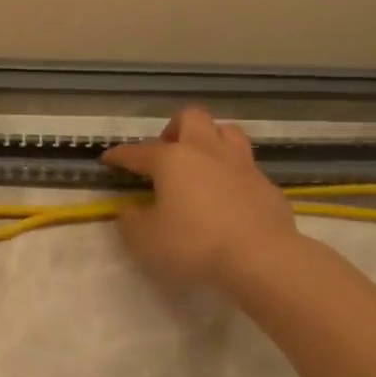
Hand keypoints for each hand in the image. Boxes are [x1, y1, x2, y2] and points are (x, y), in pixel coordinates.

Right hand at [100, 107, 298, 287]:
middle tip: (166, 153)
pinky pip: (247, 168)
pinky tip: (229, 196)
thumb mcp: (145, 240)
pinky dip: (234, 175)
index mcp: (171, 159)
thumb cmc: (194, 244)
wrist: (261, 258)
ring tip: (201, 163)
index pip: (137, 151)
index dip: (119, 156)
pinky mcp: (267, 185)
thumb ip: (131, 221)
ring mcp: (241, 165)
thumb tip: (131, 210)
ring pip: (227, 132)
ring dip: (210, 140)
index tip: (108, 160)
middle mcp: (206, 151)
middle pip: (191, 118)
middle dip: (174, 128)